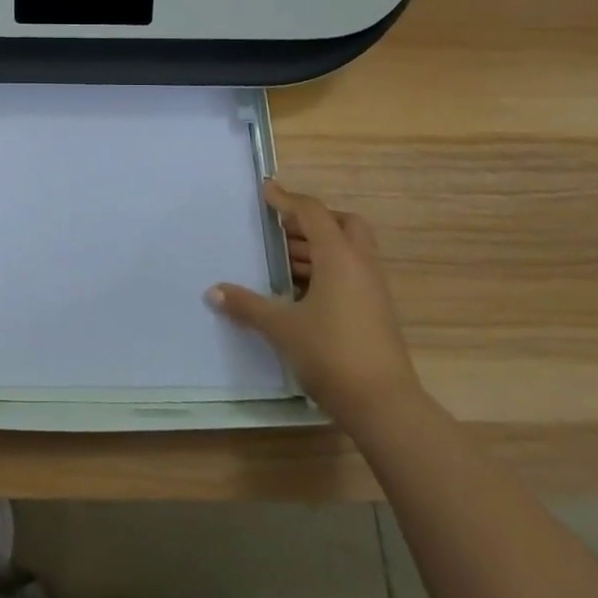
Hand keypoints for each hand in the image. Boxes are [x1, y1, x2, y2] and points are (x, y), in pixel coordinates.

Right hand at [209, 181, 418, 418]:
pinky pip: (351, 273)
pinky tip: (300, 291)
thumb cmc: (331, 354)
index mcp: (339, 257)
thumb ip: (247, 305)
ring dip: (318, 247)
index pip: (312, 213)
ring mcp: (372, 289)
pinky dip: (327, 269)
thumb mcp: (282, 328)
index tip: (266, 191)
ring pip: (348, 250)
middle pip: (342, 223)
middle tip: (282, 228)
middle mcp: (360, 265)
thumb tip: (212, 292)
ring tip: (282, 260)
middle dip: (312, 220)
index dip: (287, 199)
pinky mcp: (376, 311)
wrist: (384, 406)